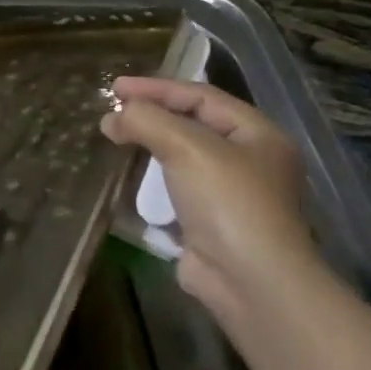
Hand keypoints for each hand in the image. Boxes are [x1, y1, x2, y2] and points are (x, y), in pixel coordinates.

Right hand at [101, 78, 314, 318]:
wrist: (250, 282)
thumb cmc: (228, 202)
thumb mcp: (188, 148)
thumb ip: (148, 121)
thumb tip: (113, 117)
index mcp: (258, 134)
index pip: (201, 96)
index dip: (157, 87)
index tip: (115, 87)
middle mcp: (249, 160)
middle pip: (193, 124)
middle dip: (151, 115)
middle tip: (113, 110)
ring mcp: (230, 195)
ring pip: (182, 158)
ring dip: (148, 146)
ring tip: (114, 138)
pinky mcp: (210, 223)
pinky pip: (175, 190)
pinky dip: (151, 180)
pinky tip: (126, 176)